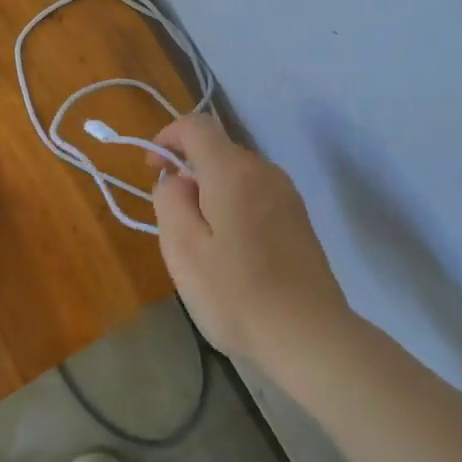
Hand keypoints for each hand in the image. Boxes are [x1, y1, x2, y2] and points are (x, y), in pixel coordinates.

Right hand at [149, 113, 349, 365]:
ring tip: (202, 243)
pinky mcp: (298, 218)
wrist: (309, 336)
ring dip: (211, 193)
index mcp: (233, 171)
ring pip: (237, 174)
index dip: (167, 137)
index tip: (152, 170)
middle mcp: (264, 171)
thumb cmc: (236, 294)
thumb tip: (176, 179)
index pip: (196, 125)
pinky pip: (255, 195)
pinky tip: (232, 252)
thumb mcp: (182, 249)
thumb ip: (170, 201)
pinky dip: (233, 207)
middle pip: (217, 150)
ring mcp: (287, 194)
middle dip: (188, 172)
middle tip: (174, 221)